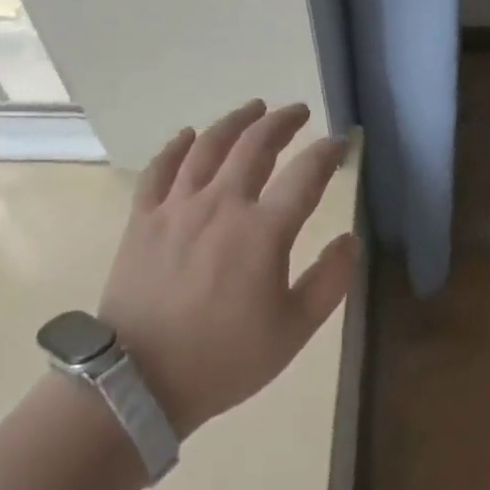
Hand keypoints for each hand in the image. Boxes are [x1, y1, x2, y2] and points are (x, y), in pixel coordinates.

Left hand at [99, 100, 355, 437]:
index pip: (305, 175)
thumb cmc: (224, 359)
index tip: (340, 141)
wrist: (139, 381)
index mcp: (263, 231)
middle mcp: (222, 204)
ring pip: (209, 146)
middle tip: (297, 112)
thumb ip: (330, 282)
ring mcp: (178, 207)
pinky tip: (188, 134)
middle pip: (255, 145)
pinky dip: (176, 146)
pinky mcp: (144, 219)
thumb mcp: (293, 330)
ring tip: (253, 108)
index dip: (327, 152)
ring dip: (235, 121)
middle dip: (282, 122)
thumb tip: (350, 240)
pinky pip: (160, 169)